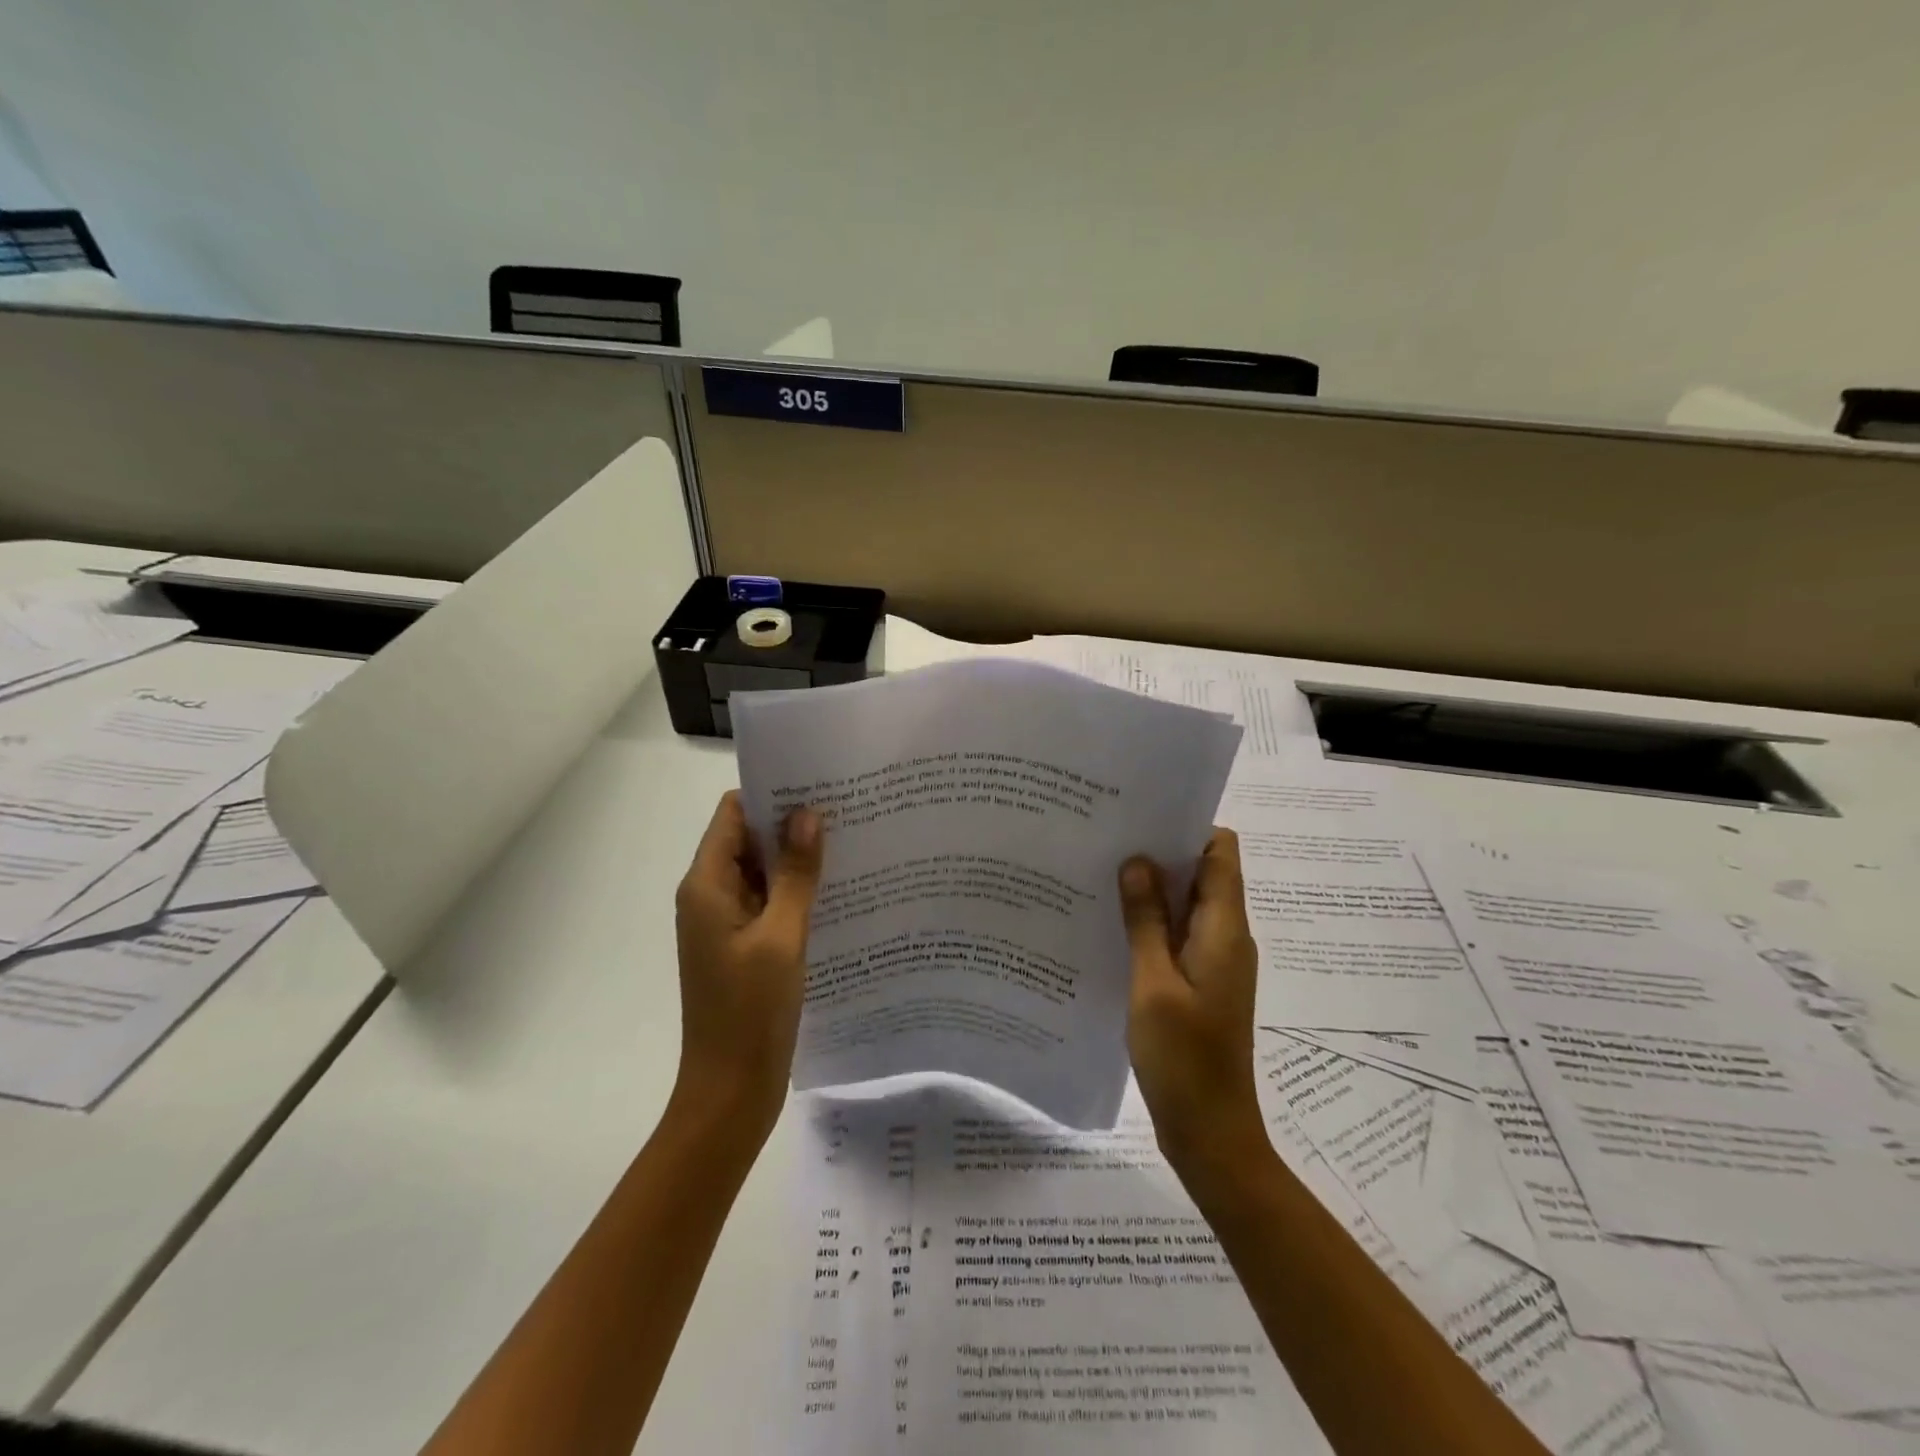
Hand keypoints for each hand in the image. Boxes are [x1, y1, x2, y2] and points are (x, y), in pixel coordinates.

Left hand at [671, 791, 822, 1143]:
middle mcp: (711, 896)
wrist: (730, 1092)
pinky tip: (839, 889)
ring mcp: (727, 923)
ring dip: (797, 858)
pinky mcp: (744, 946)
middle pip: (748, 839)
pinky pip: (769, 902)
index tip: (819, 783)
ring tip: (852, 841)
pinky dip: (796, 890)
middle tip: (848, 809)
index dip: (772, 793)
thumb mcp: (781, 937)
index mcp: (707, 885)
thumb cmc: (750, 1012)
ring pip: (763, 871)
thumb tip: (808, 813)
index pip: (734, 814)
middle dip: (792, 823)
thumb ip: (795, 874)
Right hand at [1119, 830, 1265, 1178]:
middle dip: (1159, 854)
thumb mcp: (1153, 984)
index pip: (1220, 852)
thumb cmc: (1184, 1059)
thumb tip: (1137, 860)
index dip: (1186, 827)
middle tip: (1106, 840)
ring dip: (1150, 890)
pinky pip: (1176, 937)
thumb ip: (1146, 921)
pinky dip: (1149, 924)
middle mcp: (1226, 937)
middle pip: (1202, 874)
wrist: (1211, 1133)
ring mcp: (1213, 963)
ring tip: (1100, 875)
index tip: (1139, 817)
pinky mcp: (1198, 984)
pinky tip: (1109, 925)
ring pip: (1185, 906)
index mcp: (1225, 930)